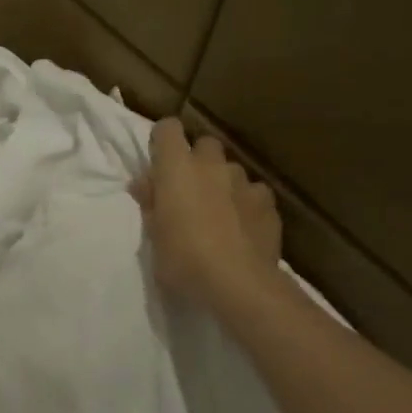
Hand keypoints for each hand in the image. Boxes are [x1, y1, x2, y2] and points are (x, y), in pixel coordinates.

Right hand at [133, 119, 280, 306]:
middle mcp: (211, 166)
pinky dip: (246, 203)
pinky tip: (242, 227)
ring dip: (222, 182)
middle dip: (197, 160)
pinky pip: (253, 192)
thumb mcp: (153, 235)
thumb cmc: (182, 258)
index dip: (162, 141)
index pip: (168, 129)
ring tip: (218, 213)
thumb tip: (143, 183)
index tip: (158, 163)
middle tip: (188, 190)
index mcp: (176, 169)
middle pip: (204, 144)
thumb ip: (150, 203)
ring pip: (231, 169)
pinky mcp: (268, 203)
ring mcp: (244, 182)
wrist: (237, 283)